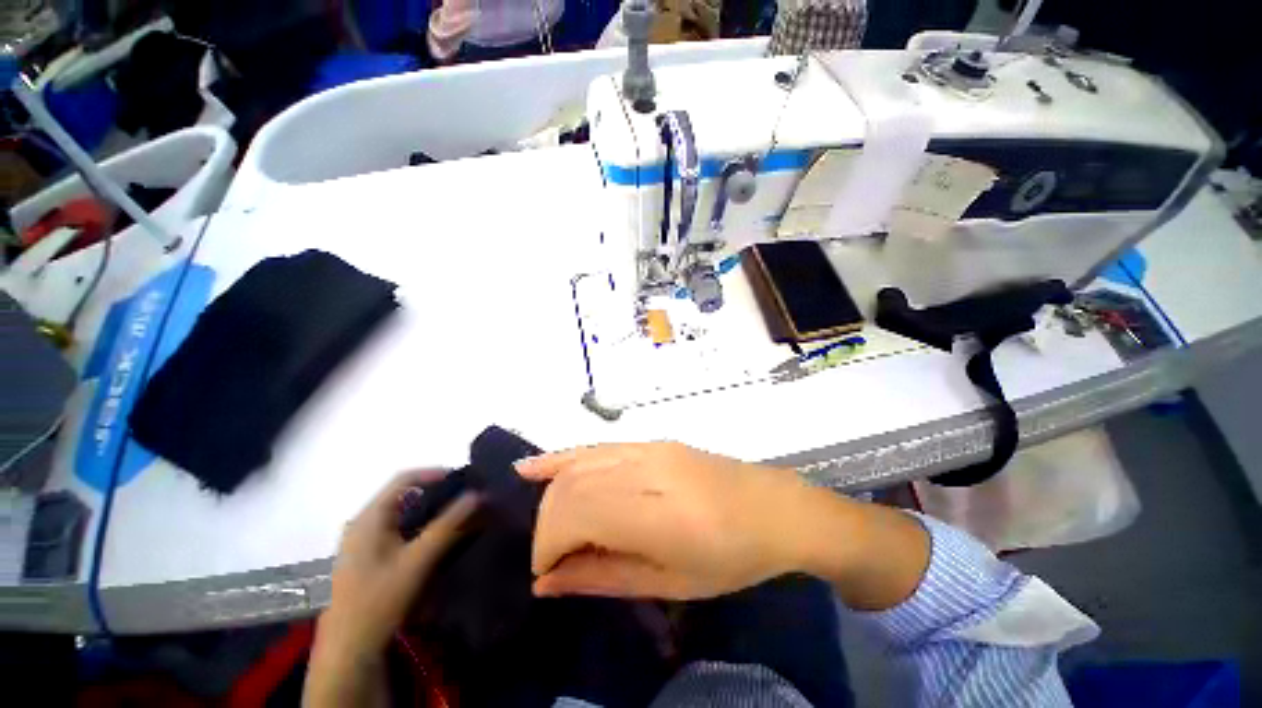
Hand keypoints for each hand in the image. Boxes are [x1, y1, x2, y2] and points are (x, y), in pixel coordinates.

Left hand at [306, 470, 477, 706]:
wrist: (348, 651)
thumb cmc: (379, 599)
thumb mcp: (418, 560)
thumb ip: (448, 525)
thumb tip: (477, 494)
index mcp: (369, 517)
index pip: (404, 478)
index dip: (435, 473)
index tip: (463, 480)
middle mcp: (362, 524)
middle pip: (404, 496)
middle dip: (437, 494)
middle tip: (465, 500)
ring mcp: (362, 543)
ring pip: (402, 515)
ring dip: (430, 513)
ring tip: (457, 519)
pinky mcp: (367, 559)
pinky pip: (398, 532)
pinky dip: (420, 529)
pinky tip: (436, 543)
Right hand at [517, 442, 816, 599]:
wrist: (772, 508)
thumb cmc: (729, 558)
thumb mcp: (669, 584)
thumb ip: (602, 577)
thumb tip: (545, 582)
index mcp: (653, 512)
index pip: (573, 516)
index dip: (548, 545)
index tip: (548, 573)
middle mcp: (644, 469)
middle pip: (570, 487)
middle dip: (547, 524)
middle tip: (553, 558)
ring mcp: (646, 448)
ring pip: (578, 464)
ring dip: (553, 495)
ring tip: (548, 526)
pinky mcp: (650, 441)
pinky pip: (597, 446)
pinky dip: (562, 457)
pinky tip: (531, 467)